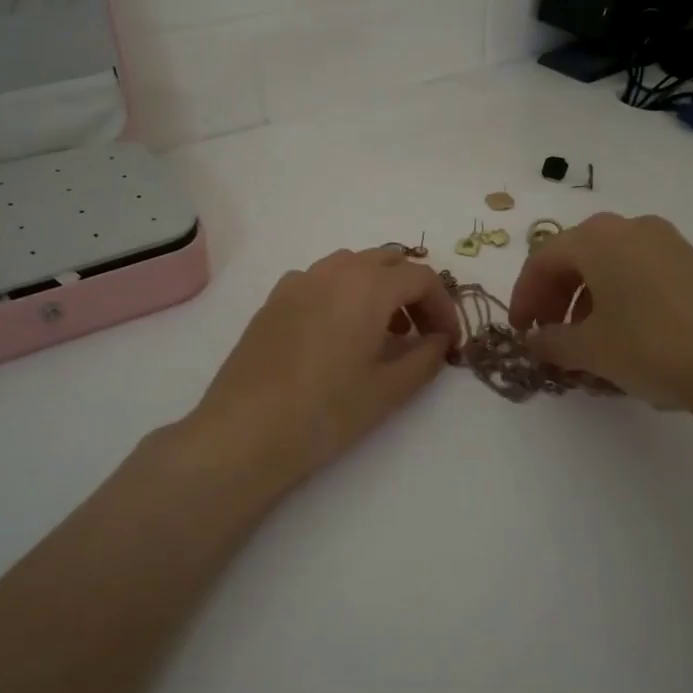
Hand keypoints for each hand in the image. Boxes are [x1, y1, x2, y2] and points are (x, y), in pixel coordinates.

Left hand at [190, 248, 458, 486]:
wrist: (245, 432)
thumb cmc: (326, 412)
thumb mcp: (388, 390)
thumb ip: (425, 358)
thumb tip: (439, 340)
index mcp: (368, 286)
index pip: (421, 277)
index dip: (443, 306)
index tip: (447, 341)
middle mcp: (334, 272)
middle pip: (387, 261)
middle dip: (412, 291)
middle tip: (419, 333)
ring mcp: (299, 282)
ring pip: (351, 265)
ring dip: (377, 288)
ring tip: (380, 333)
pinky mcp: (274, 299)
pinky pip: (319, 279)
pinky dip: (342, 293)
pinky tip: (337, 333)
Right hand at [508, 213, 692, 414]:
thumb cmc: (651, 345)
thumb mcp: (591, 349)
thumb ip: (552, 342)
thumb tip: (534, 341)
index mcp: (597, 237)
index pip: (542, 260)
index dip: (523, 297)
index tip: (520, 332)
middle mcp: (631, 228)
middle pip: (576, 258)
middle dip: (554, 298)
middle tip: (548, 336)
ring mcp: (668, 243)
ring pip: (609, 266)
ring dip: (586, 301)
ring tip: (586, 343)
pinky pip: (640, 275)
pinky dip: (619, 300)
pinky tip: (625, 338)